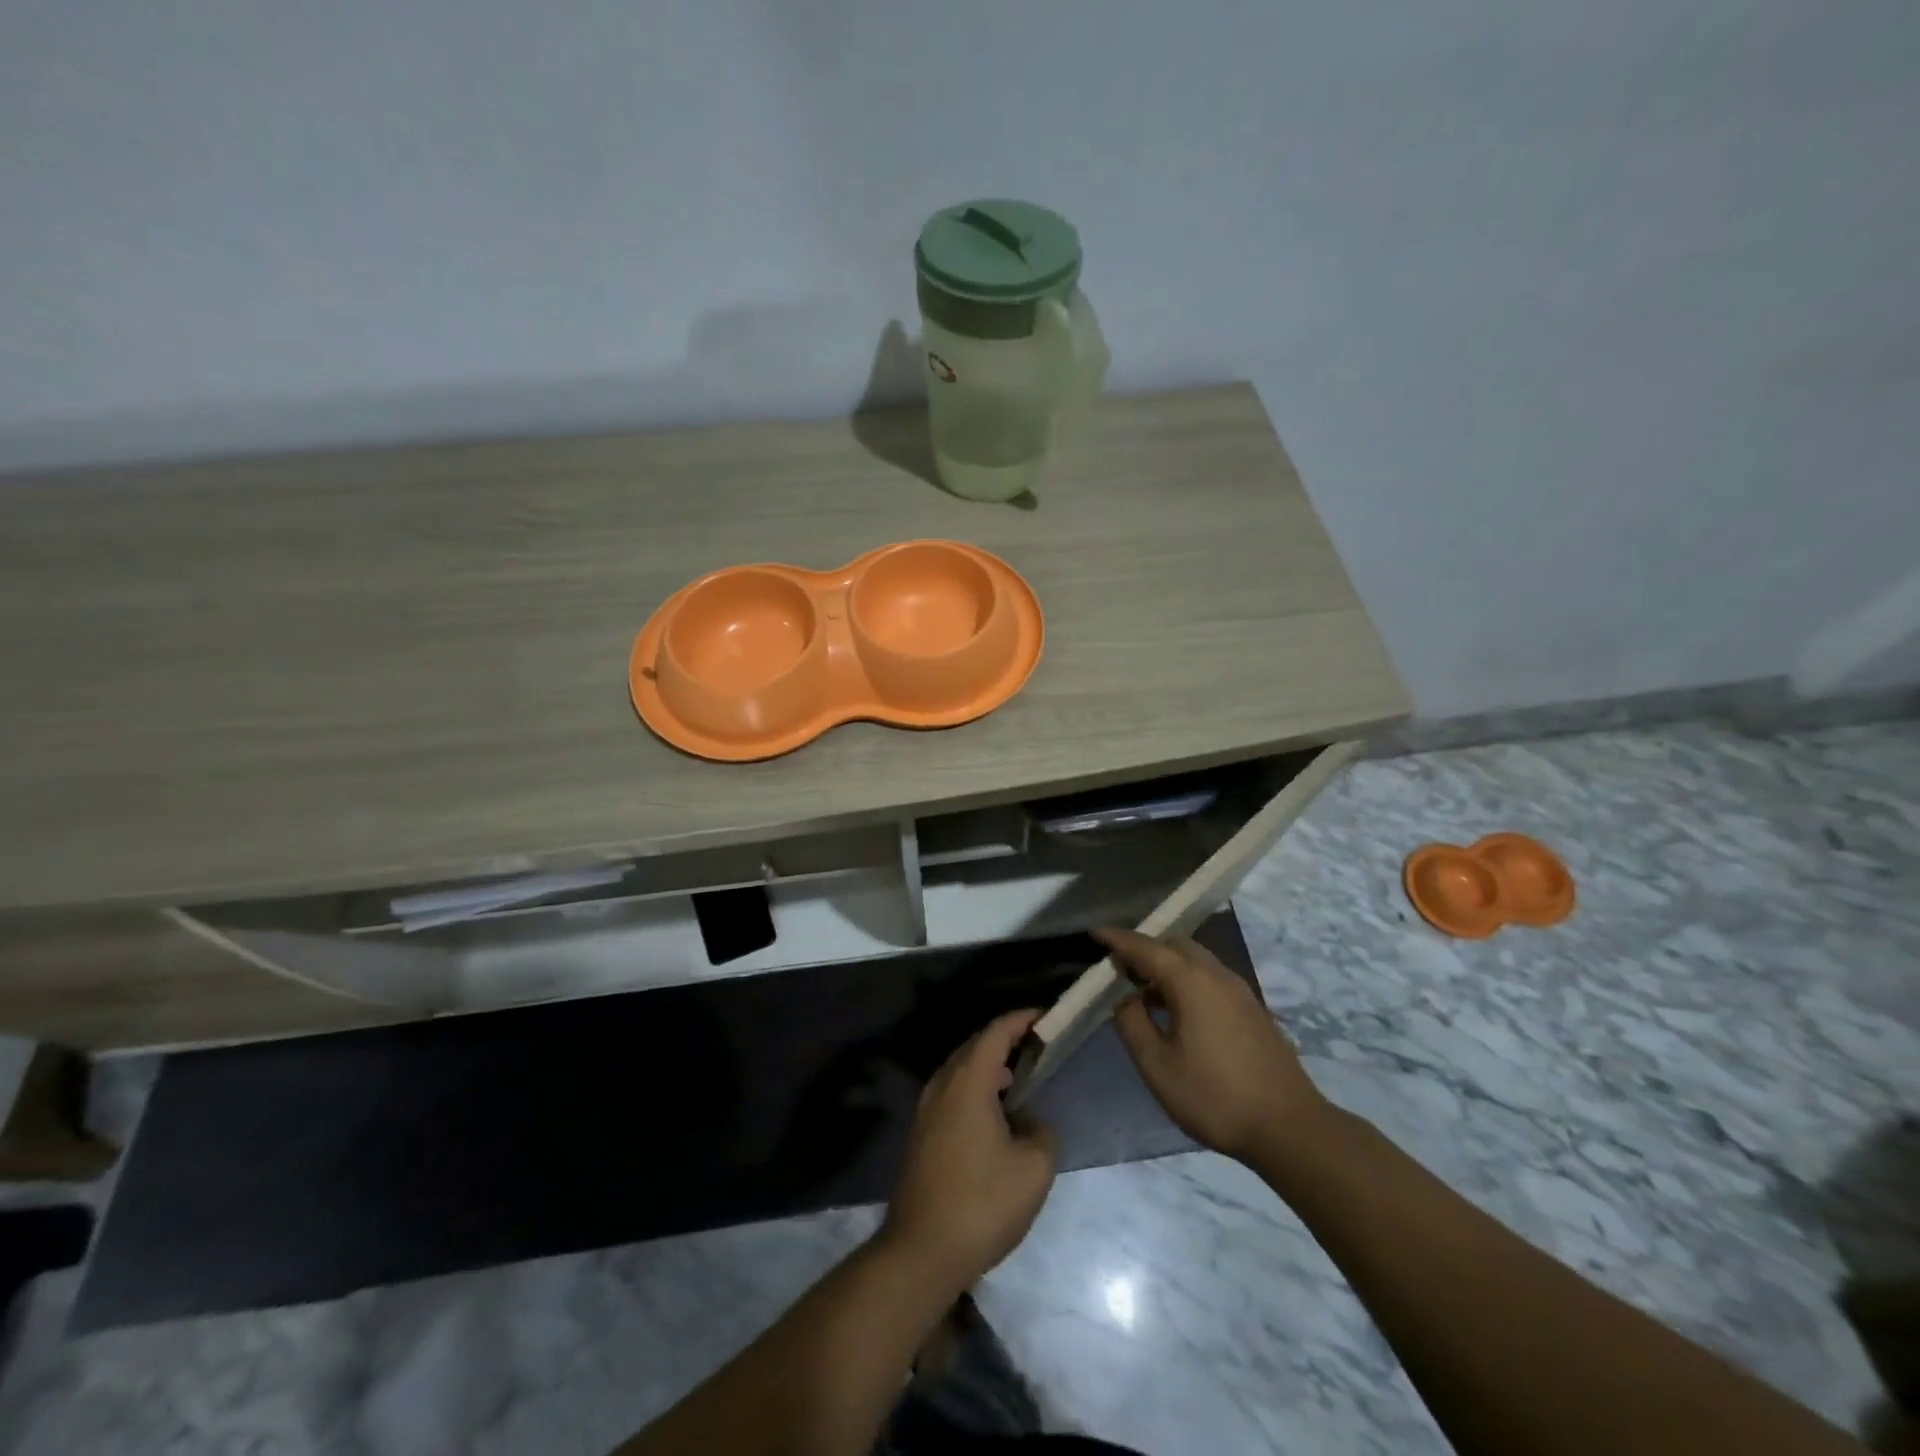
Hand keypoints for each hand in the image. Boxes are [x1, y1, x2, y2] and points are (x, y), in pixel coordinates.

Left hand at [883, 1010, 1057, 1289]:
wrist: (921, 1251)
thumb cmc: (982, 1203)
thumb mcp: (1034, 1168)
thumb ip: (1042, 1132)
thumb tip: (1030, 1122)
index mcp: (968, 1080)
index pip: (996, 1031)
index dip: (1022, 1019)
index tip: (1047, 1017)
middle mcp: (942, 1084)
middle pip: (975, 1045)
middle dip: (1006, 1039)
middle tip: (1038, 1046)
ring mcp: (926, 1108)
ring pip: (961, 1069)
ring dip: (990, 1065)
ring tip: (1020, 1078)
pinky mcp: (921, 1132)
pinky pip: (952, 1091)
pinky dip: (976, 1087)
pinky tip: (995, 1112)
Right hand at [1099, 927, 1330, 1164]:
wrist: (1289, 1127)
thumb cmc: (1214, 1096)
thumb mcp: (1158, 1066)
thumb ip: (1132, 1024)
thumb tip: (1124, 998)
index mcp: (1190, 981)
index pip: (1146, 947)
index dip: (1118, 939)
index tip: (1094, 933)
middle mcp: (1216, 975)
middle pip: (1175, 945)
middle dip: (1145, 948)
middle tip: (1119, 966)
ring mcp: (1240, 991)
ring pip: (1196, 960)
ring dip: (1167, 964)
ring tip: (1144, 989)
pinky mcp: (1252, 1010)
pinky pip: (1211, 978)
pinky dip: (1187, 979)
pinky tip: (1178, 1010)